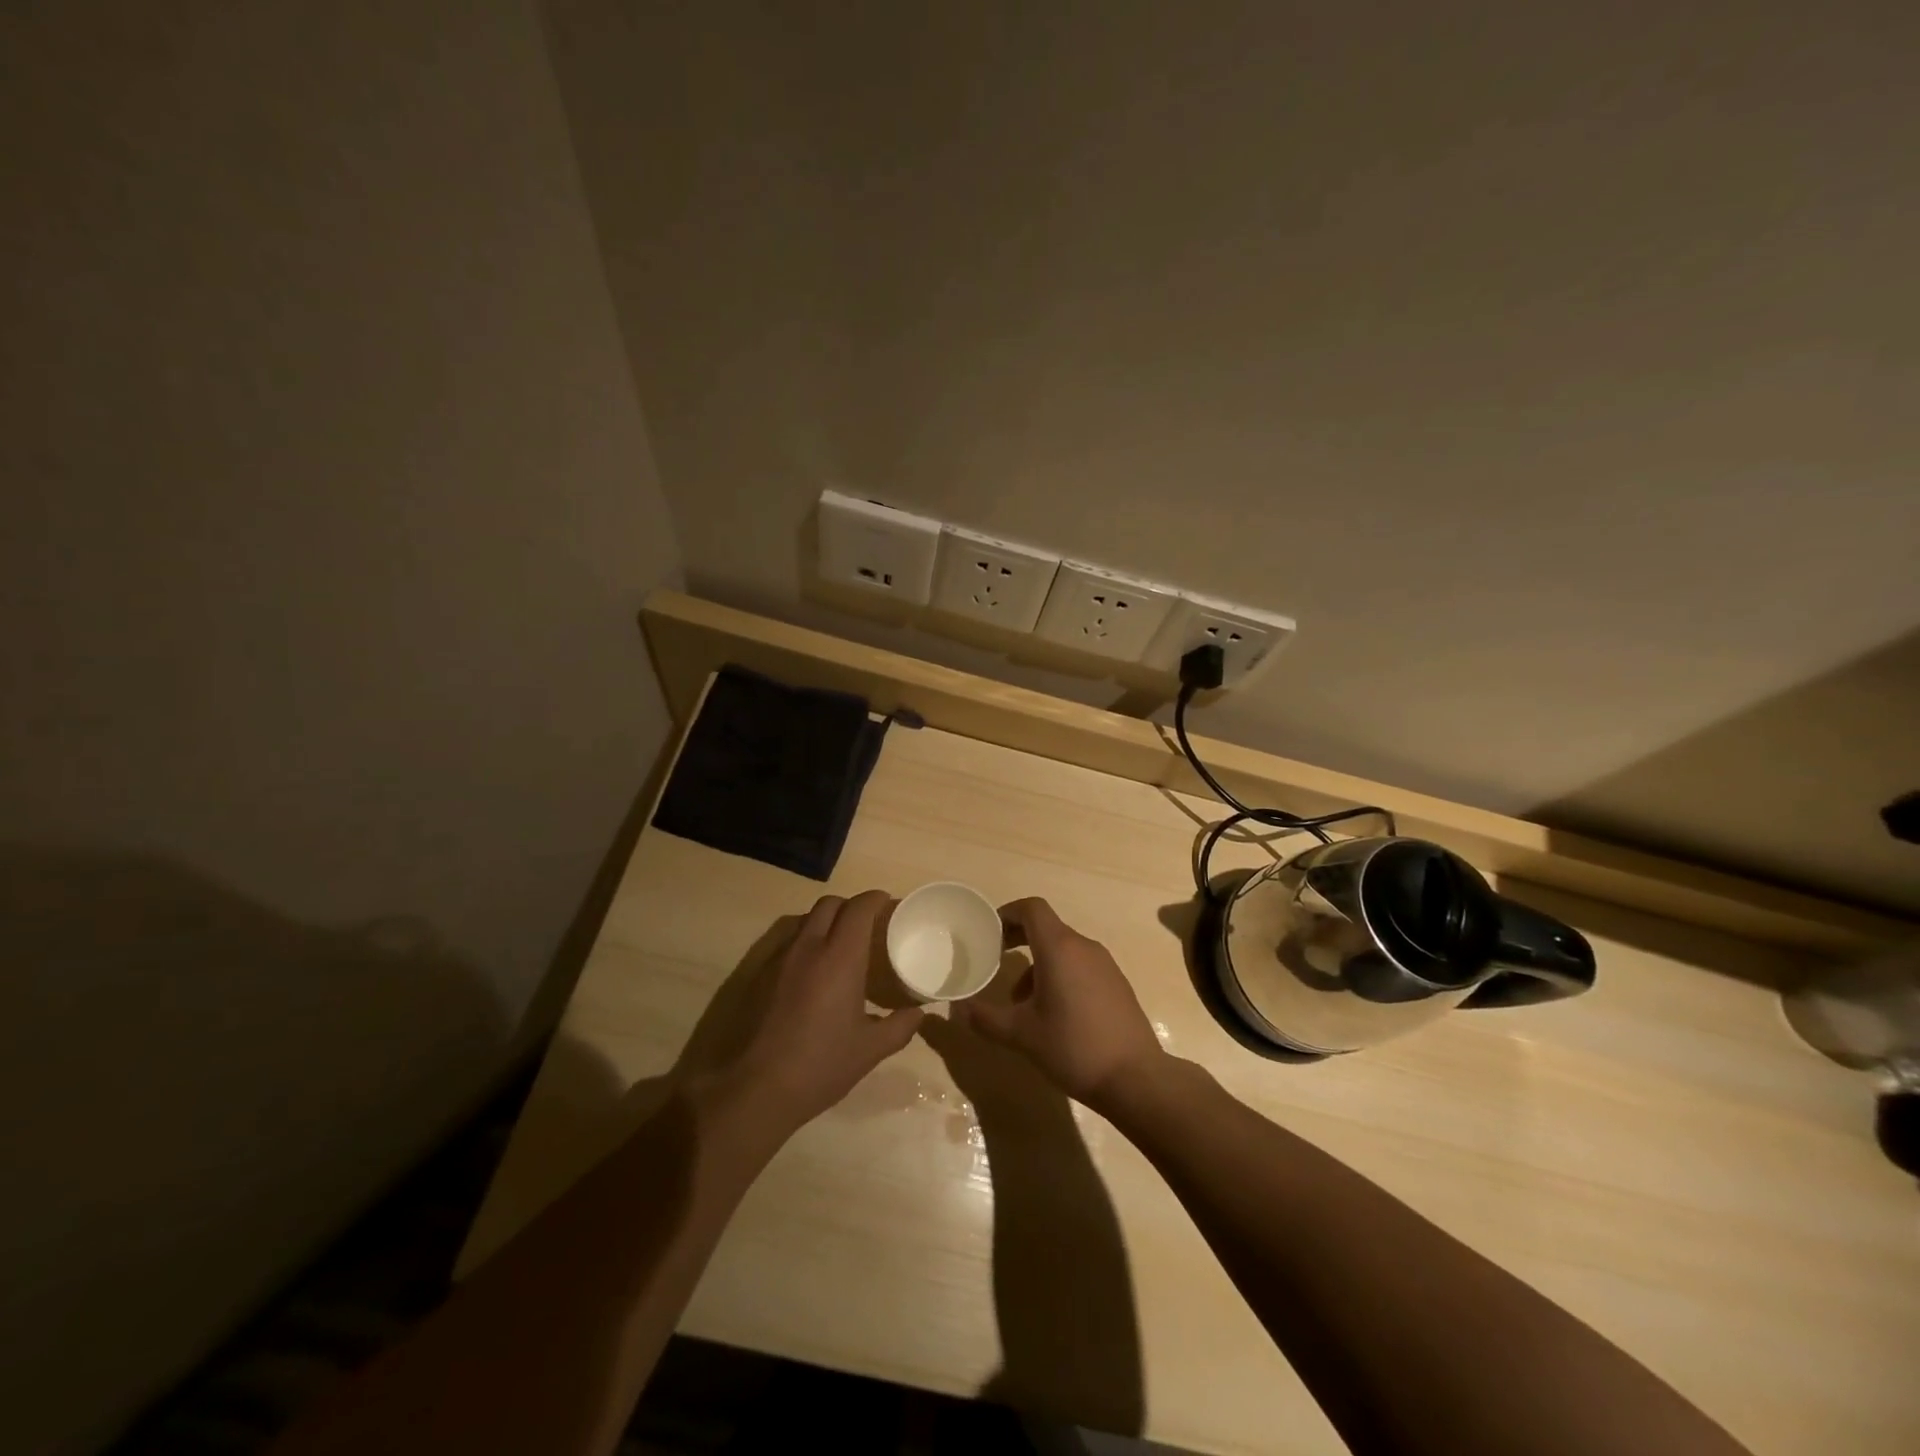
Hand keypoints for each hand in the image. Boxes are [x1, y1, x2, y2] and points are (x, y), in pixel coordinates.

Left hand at [719, 891, 924, 1132]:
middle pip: (829, 904)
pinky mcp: (757, 975)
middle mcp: (807, 947)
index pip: (858, 908)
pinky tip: (812, 973)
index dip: (875, 899)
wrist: (754, 1089)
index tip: (888, 904)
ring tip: (840, 946)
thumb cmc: (819, 1065)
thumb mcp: (869, 1050)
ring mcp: (778, 959)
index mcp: (839, 958)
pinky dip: (805, 942)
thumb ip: (899, 1026)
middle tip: (867, 925)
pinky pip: (787, 942)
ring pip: (805, 920)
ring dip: (826, 922)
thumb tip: (919, 1013)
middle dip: (851, 905)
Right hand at [952, 898, 1164, 1109]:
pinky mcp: (1116, 983)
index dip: (1008, 913)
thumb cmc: (1073, 1047)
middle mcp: (1083, 947)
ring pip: (1063, 949)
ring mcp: (1104, 964)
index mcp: (1059, 948)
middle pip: (1046, 927)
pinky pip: (1080, 965)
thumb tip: (958, 1009)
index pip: (1032, 908)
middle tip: (996, 960)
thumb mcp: (1021, 1035)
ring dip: (1038, 963)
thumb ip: (985, 1018)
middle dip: (1019, 939)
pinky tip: (1053, 1013)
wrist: (1135, 1077)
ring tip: (1021, 1001)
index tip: (989, 932)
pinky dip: (1060, 974)